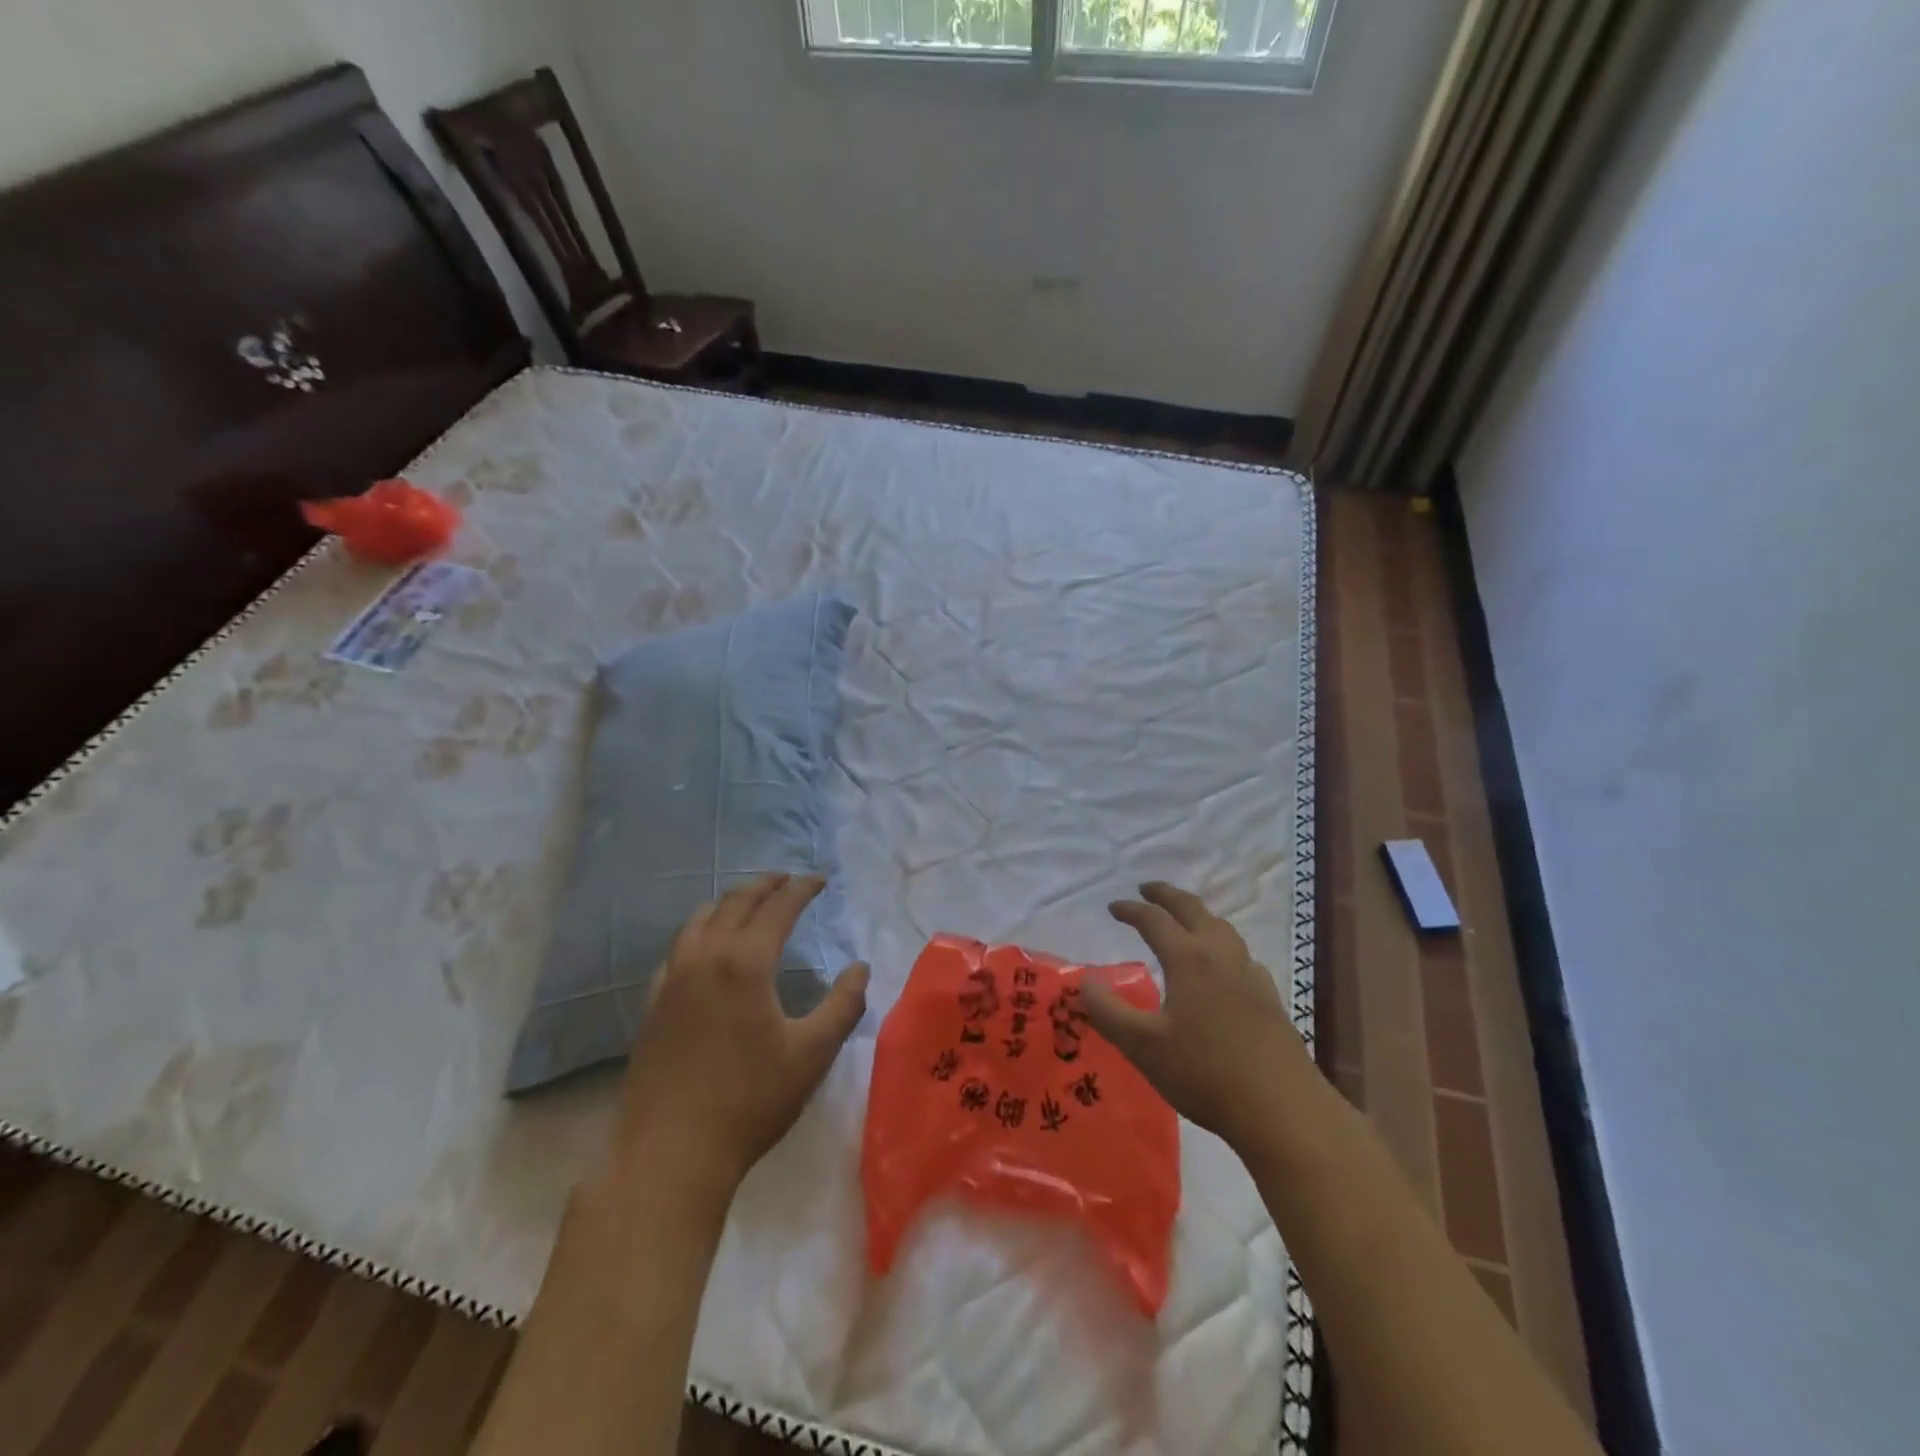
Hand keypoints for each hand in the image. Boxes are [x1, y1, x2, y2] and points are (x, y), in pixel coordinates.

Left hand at [603, 874, 868, 1202]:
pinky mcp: (652, 1004)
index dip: (801, 889)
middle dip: (764, 885)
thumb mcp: (812, 1054)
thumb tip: (860, 969)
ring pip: (699, 919)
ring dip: (728, 902)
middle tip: (787, 879)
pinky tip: (705, 949)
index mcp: (745, 962)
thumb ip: (843, 1005)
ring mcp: (672, 980)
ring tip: (747, 902)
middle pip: (735, 903)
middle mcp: (705, 958)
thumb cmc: (750, 1101)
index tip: (819, 880)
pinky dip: (699, 931)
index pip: (777, 908)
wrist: (670, 1152)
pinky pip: (677, 948)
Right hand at [1084, 882, 1314, 1153]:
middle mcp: (1221, 956)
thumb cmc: (1205, 1073)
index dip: (1131, 910)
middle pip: (1193, 910)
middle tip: (1147, 889)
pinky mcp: (1269, 998)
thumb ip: (1107, 1012)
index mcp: (1189, 959)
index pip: (1154, 920)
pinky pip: (1241, 954)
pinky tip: (1222, 967)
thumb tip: (1084, 982)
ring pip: (1222, 928)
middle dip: (1167, 895)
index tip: (1113, 907)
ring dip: (1198, 915)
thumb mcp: (1143, 1046)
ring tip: (1184, 920)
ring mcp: (1250, 975)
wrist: (1283, 1109)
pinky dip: (1222, 944)